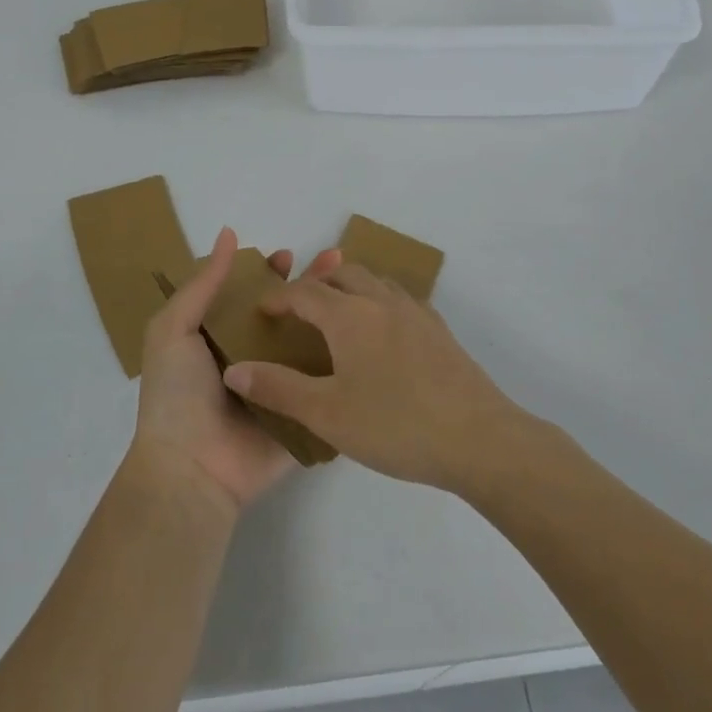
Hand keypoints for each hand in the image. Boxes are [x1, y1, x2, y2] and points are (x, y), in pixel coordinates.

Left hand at [130, 228, 339, 515]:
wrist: (192, 470)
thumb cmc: (177, 395)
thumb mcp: (174, 329)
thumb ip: (203, 284)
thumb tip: (229, 234)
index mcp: (222, 338)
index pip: (251, 295)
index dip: (269, 273)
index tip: (288, 255)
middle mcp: (254, 358)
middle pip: (288, 314)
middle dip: (310, 288)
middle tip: (336, 263)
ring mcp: (282, 386)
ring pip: (312, 343)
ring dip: (334, 317)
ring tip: (358, 291)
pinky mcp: (304, 413)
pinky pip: (327, 383)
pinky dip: (347, 361)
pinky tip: (372, 337)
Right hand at [222, 264, 524, 490]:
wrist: (478, 437)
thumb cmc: (395, 424)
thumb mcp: (327, 413)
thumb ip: (278, 388)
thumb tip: (234, 370)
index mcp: (350, 315)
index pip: (305, 293)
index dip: (279, 297)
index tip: (262, 311)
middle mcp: (382, 301)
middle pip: (343, 274)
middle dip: (316, 283)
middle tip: (300, 307)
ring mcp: (416, 312)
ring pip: (375, 281)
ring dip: (350, 287)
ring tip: (339, 313)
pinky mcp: (439, 330)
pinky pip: (400, 299)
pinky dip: (379, 301)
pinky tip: (383, 334)